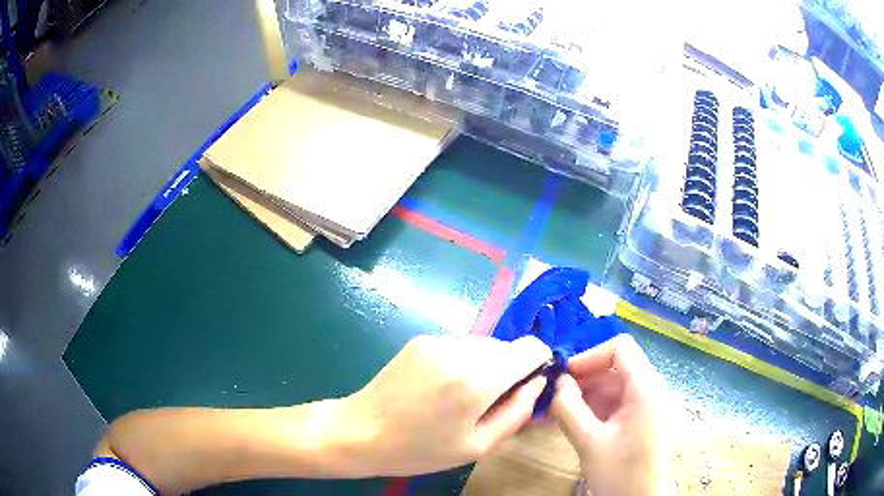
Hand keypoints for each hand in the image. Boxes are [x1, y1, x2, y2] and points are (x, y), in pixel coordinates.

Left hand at [337, 334, 551, 475]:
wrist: (360, 431)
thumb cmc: (419, 449)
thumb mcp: (477, 446)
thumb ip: (517, 412)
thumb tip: (538, 383)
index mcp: (477, 380)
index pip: (531, 347)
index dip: (539, 363)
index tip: (530, 385)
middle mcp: (460, 350)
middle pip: (507, 346)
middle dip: (511, 370)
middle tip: (492, 402)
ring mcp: (437, 341)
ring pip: (483, 345)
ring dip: (486, 366)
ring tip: (463, 397)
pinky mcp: (420, 340)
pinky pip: (459, 345)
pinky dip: (464, 362)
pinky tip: (441, 387)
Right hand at [551, 335, 670, 495]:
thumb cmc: (620, 473)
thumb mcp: (589, 442)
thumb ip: (569, 408)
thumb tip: (558, 381)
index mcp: (646, 389)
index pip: (620, 348)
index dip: (589, 356)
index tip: (563, 376)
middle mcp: (651, 390)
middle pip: (616, 367)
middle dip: (584, 378)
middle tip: (555, 396)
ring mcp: (648, 406)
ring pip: (614, 386)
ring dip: (587, 395)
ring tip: (559, 412)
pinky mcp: (642, 421)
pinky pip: (618, 404)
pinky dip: (596, 408)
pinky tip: (576, 423)